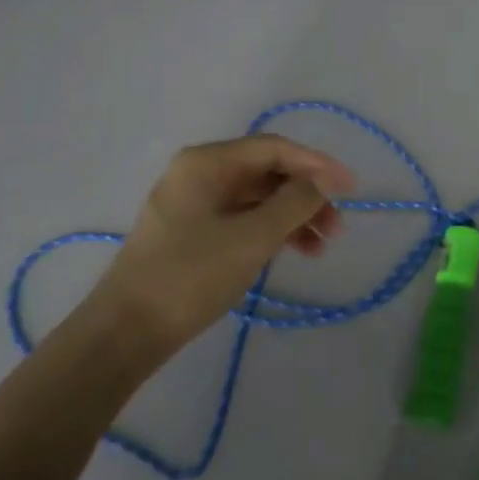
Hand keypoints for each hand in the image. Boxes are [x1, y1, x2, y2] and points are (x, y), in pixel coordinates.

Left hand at [93, 135, 355, 352]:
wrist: (127, 330)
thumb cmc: (191, 276)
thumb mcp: (252, 237)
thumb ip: (294, 202)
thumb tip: (324, 178)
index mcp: (207, 162)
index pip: (274, 149)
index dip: (317, 165)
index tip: (351, 188)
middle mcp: (199, 173)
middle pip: (266, 172)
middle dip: (306, 195)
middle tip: (337, 227)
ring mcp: (193, 203)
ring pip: (256, 198)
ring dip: (291, 217)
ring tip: (321, 247)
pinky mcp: (192, 232)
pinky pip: (241, 219)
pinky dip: (269, 232)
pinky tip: (293, 252)